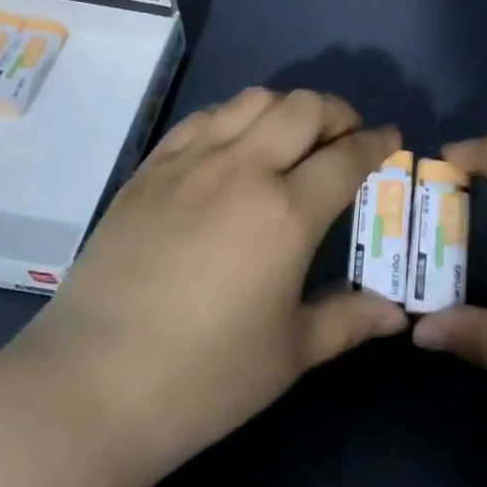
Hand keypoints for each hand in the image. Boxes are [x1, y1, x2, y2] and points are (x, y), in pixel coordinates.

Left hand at [4, 87, 407, 486]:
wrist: (90, 386)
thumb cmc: (203, 379)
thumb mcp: (289, 355)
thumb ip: (348, 320)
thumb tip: (396, 314)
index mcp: (286, 213)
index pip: (347, 156)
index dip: (377, 142)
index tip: (391, 138)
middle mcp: (244, 170)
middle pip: (304, 108)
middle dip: (338, 112)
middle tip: (347, 134)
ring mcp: (191, 162)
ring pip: (253, 100)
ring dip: (286, 107)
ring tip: (293, 136)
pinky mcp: (151, 168)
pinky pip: (203, 118)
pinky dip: (234, 117)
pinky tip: (235, 144)